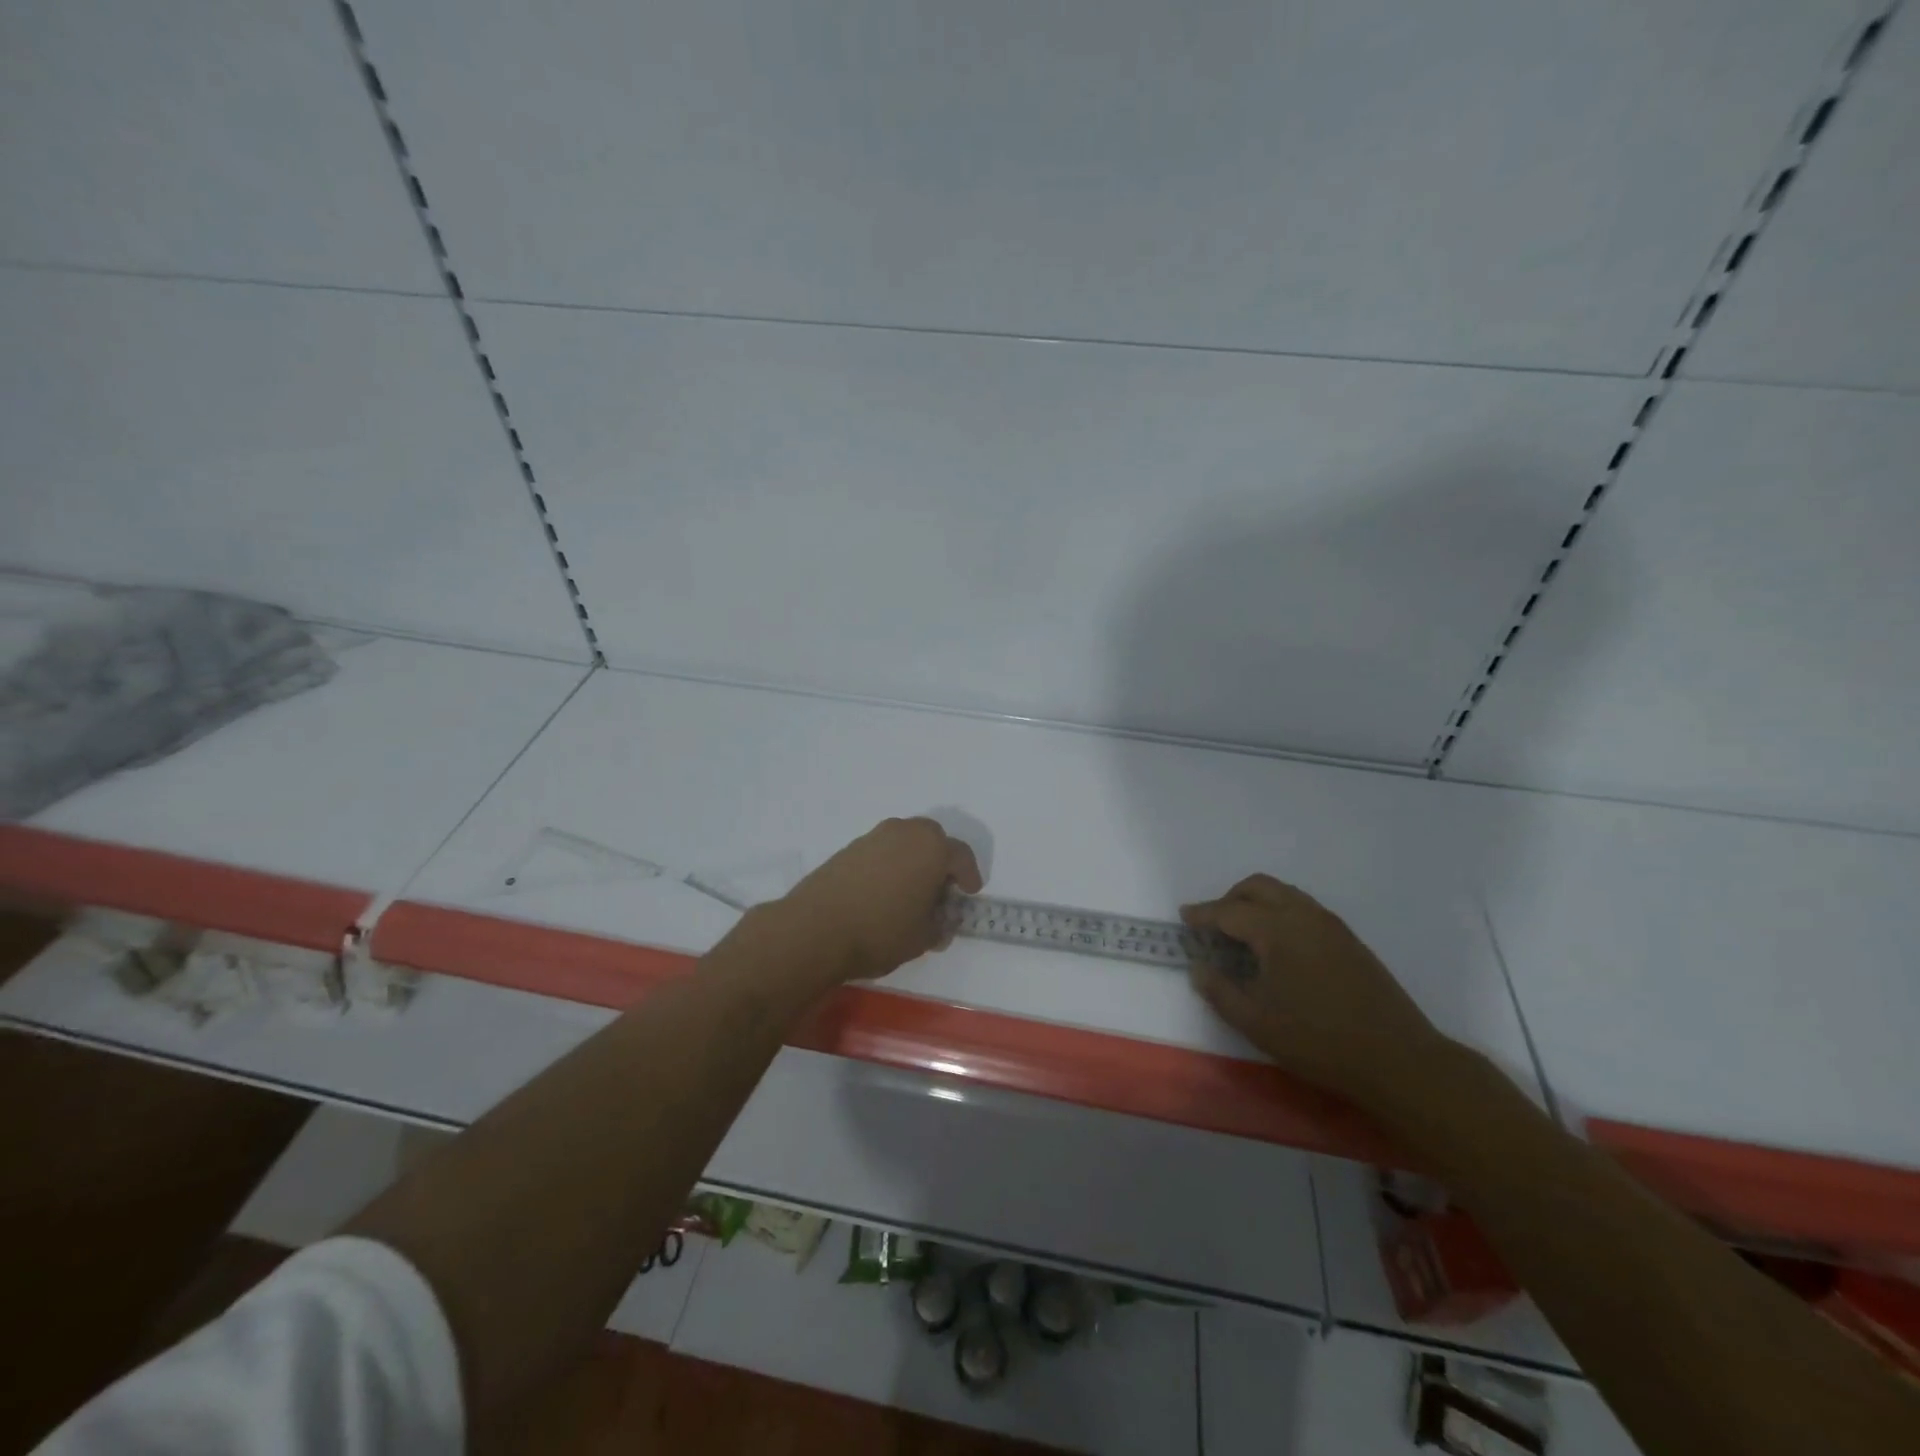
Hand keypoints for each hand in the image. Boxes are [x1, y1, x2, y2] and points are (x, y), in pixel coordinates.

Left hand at [773, 818, 984, 982]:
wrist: (815, 929)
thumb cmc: (881, 931)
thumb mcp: (922, 938)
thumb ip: (940, 926)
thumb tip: (942, 922)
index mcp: (932, 848)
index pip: (961, 856)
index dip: (969, 875)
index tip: (970, 892)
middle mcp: (904, 832)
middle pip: (932, 839)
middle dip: (940, 860)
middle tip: (941, 888)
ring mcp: (873, 837)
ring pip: (904, 842)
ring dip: (913, 860)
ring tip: (910, 891)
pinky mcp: (848, 848)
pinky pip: (880, 851)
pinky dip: (889, 865)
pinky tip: (883, 892)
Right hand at [1182, 874, 1451, 1109]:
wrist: (1398, 1060)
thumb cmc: (1318, 1040)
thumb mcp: (1256, 1022)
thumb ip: (1220, 991)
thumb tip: (1199, 967)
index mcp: (1277, 929)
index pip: (1229, 911)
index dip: (1203, 914)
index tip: (1184, 918)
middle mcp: (1303, 915)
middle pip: (1258, 887)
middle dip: (1230, 898)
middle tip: (1213, 924)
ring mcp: (1330, 925)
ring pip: (1284, 893)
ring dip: (1257, 903)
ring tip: (1243, 935)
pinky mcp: (1349, 939)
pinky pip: (1304, 908)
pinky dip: (1280, 913)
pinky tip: (1278, 948)